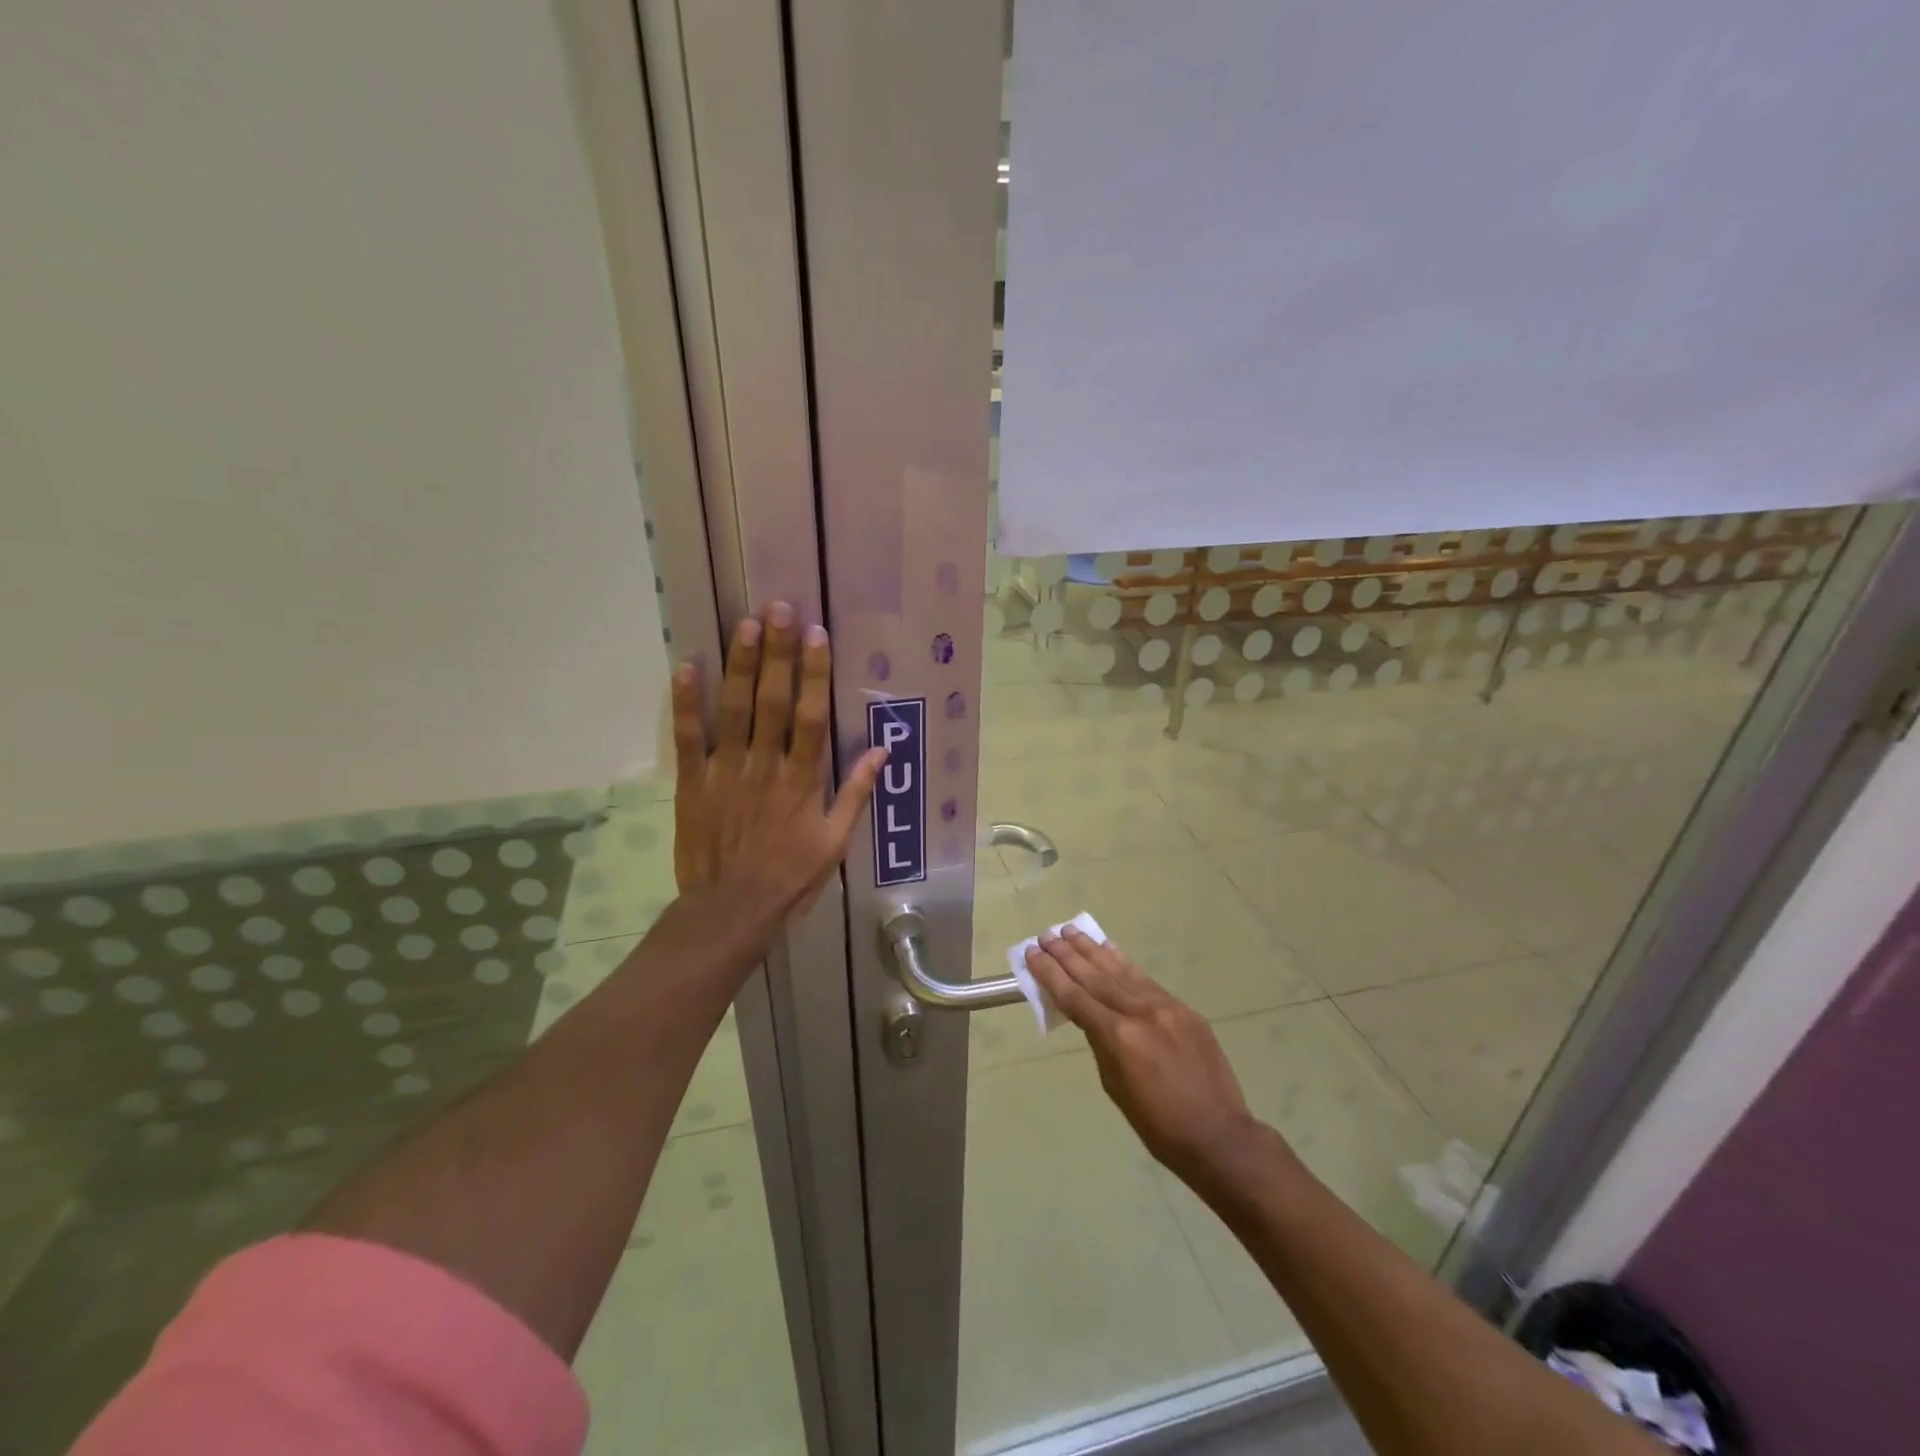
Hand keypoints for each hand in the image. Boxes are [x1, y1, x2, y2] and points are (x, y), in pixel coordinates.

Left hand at [671, 603, 885, 920]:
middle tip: (779, 609)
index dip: (814, 673)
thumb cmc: (790, 877)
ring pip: (734, 710)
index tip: (816, 635)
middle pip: (771, 701)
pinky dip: (687, 703)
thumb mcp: (835, 842)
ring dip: (739, 665)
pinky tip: (687, 666)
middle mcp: (765, 766)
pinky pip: (689, 738)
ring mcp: (725, 772)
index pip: (811, 716)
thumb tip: (882, 751)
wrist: (731, 909)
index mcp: (802, 779)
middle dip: (777, 653)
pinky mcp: (692, 783)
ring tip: (745, 623)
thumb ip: (855, 793)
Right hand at [1024, 928, 1262, 1182]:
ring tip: (1071, 931)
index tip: (1033, 953)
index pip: (1075, 996)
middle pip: (1094, 976)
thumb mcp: (1115, 1086)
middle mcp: (1139, 1012)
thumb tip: (1091, 1016)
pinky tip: (1109, 950)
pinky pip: (1145, 980)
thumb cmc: (1157, 1124)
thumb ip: (1101, 1042)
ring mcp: (1165, 1006)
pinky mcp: (1184, 1009)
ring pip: (1120, 971)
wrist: (1218, 1134)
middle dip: (1067, 954)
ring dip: (1092, 950)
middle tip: (1047, 935)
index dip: (1050, 973)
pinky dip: (1123, 963)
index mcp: (1118, 1037)